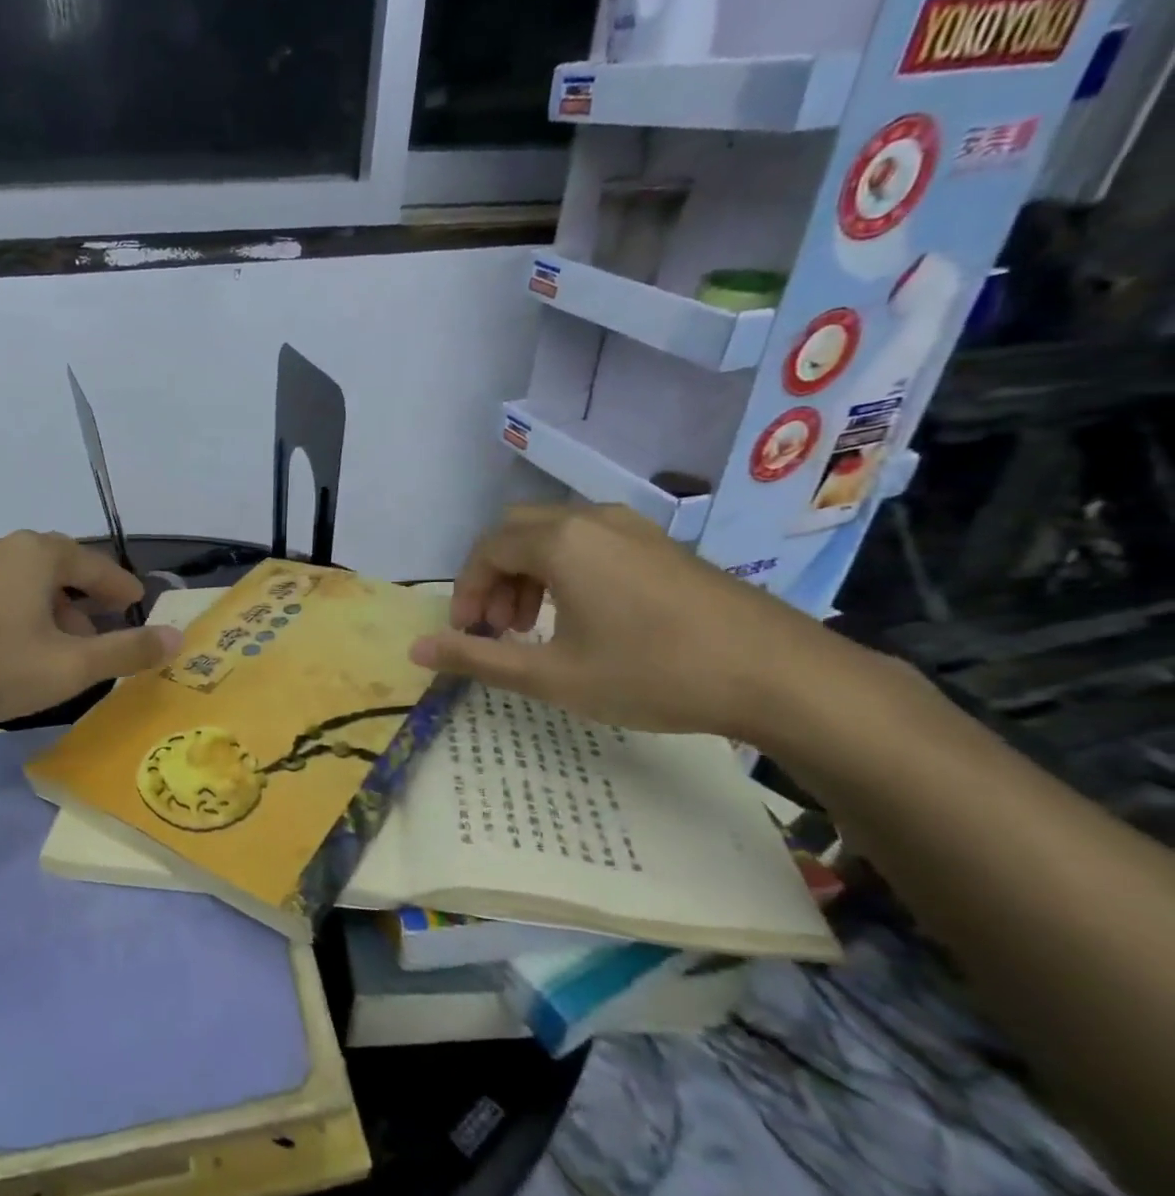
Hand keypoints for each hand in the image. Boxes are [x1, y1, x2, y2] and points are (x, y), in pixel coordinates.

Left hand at [0, 531, 183, 725]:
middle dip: (86, 603)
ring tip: (61, 650)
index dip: (122, 588)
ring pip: (27, 585)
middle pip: (61, 571)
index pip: (98, 567)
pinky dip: (19, 617)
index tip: (138, 604)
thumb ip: (127, 651)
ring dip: (52, 613)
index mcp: (41, 554)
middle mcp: (5, 549)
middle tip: (102, 634)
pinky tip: (14, 651)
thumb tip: (179, 638)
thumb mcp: (70, 666)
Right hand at [408, 504, 840, 739]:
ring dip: (529, 575)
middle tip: (498, 629)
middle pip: (516, 533)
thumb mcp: (553, 676)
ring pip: (556, 535)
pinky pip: (592, 543)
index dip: (465, 591)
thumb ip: (478, 659)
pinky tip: (585, 618)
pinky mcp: (663, 545)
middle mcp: (593, 519)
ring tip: (535, 628)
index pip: (486, 550)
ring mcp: (635, 528)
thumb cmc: (652, 673)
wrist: (779, 674)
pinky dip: (566, 571)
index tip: (467, 635)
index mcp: (561, 541)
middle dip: (494, 579)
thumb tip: (416, 649)